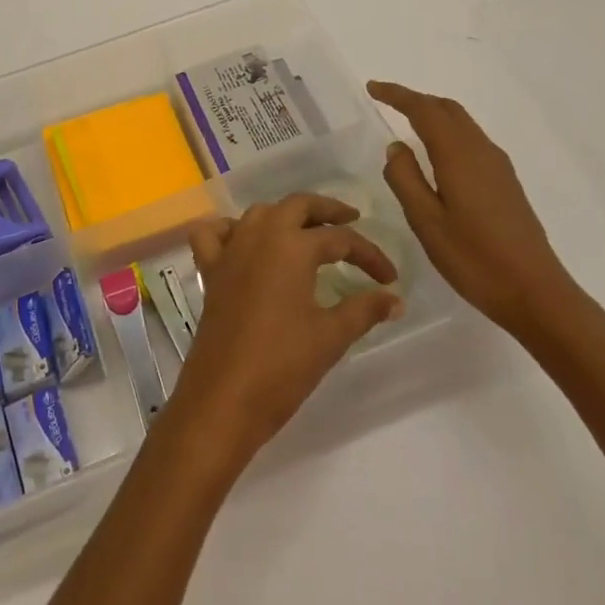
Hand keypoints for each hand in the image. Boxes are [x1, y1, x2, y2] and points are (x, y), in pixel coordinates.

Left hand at [176, 194, 403, 463]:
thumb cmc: (282, 365)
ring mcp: (230, 250)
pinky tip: (244, 243)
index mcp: (292, 246)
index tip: (389, 278)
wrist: (224, 398)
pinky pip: (214, 234)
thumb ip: (365, 310)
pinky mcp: (209, 271)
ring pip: (259, 213)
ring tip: (307, 233)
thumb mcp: (331, 336)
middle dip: (327, 210)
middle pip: (297, 205)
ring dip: (285, 215)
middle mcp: (259, 235)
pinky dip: (229, 229)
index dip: (369, 255)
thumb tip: (395, 299)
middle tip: (351, 221)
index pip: (340, 239)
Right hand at [368, 81, 586, 342]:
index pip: (424, 110)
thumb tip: (396, 147)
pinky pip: (472, 140)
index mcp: (458, 155)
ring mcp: (498, 165)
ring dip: (434, 115)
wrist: (535, 291)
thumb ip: (405, 179)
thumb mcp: (426, 222)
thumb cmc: (473, 258)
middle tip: (386, 102)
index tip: (372, 88)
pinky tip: (437, 155)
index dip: (397, 95)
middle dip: (416, 100)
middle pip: (447, 109)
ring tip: (407, 123)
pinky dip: (449, 132)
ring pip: (462, 123)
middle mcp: (481, 150)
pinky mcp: (506, 182)